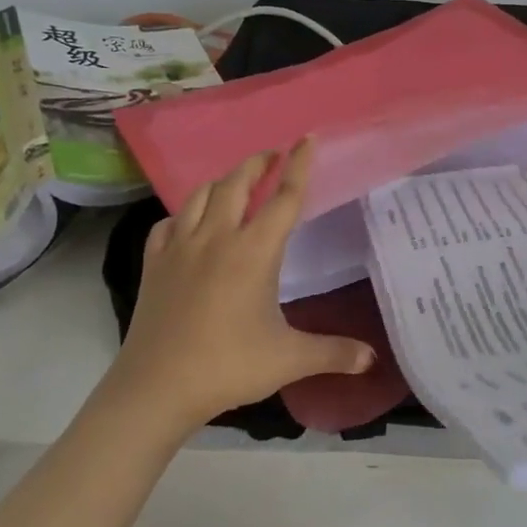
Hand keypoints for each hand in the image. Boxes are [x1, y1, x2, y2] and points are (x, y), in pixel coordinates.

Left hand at [105, 139, 374, 431]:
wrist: (157, 387)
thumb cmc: (228, 366)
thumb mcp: (289, 359)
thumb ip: (334, 353)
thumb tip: (372, 359)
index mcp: (253, 251)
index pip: (284, 198)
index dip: (299, 166)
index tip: (306, 138)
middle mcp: (216, 238)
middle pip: (236, 183)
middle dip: (257, 164)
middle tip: (272, 156)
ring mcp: (180, 248)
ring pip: (200, 196)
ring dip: (221, 181)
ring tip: (235, 182)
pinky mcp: (154, 263)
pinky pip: (169, 223)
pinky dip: (184, 213)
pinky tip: (189, 222)